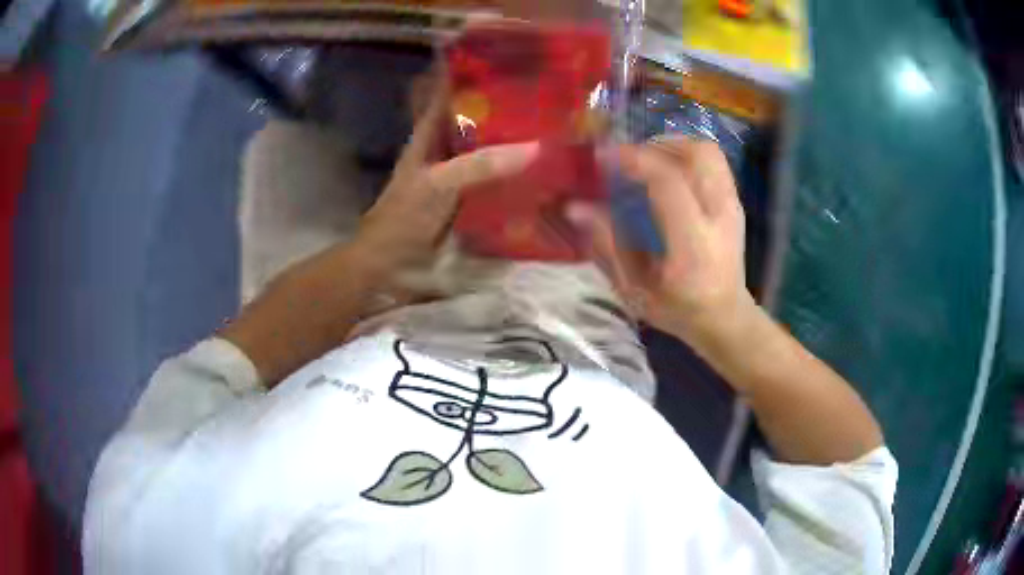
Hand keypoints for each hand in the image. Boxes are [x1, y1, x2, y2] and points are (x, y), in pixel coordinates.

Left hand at [353, 88, 538, 276]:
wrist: (390, 263)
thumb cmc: (405, 217)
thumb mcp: (440, 184)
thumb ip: (481, 165)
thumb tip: (535, 147)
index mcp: (430, 134)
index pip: (450, 93)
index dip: (472, 75)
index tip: (507, 63)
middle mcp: (445, 148)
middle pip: (475, 120)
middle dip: (505, 109)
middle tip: (546, 99)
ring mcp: (456, 175)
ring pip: (487, 149)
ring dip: (512, 142)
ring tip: (553, 130)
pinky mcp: (467, 199)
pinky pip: (494, 179)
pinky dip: (513, 174)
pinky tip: (541, 172)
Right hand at [568, 137, 753, 345]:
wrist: (725, 317)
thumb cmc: (678, 309)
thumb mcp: (633, 290)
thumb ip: (607, 245)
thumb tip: (575, 207)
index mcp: (693, 242)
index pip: (668, 181)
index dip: (633, 160)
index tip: (602, 158)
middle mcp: (719, 215)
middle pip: (696, 153)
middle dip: (656, 145)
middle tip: (628, 159)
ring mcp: (732, 205)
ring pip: (708, 151)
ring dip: (673, 146)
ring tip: (647, 162)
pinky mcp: (735, 201)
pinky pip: (713, 161)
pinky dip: (686, 155)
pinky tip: (667, 173)